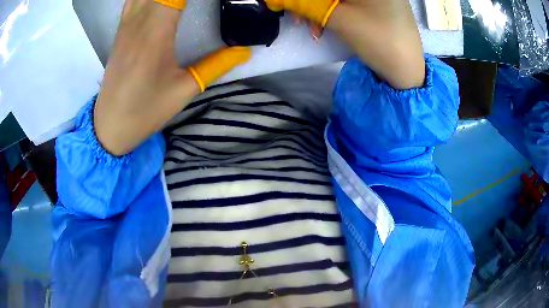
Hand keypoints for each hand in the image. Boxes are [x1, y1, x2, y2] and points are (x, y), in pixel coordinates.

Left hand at [94, 0, 250, 155]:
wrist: (110, 125)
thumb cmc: (146, 110)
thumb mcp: (184, 90)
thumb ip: (216, 65)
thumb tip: (244, 50)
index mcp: (156, 33)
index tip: (209, 2)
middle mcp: (139, 22)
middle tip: (196, 5)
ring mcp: (126, 25)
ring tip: (177, 4)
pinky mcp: (120, 31)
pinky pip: (133, 1)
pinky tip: (157, 3)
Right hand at [265, 0, 424, 89]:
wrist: (407, 72)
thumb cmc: (379, 42)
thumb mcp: (339, 19)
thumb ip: (307, 4)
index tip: (290, 6)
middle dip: (312, 4)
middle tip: (298, 18)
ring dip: (320, 9)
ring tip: (312, 29)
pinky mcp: (378, 5)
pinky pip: (349, 3)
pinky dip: (333, 12)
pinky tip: (325, 25)